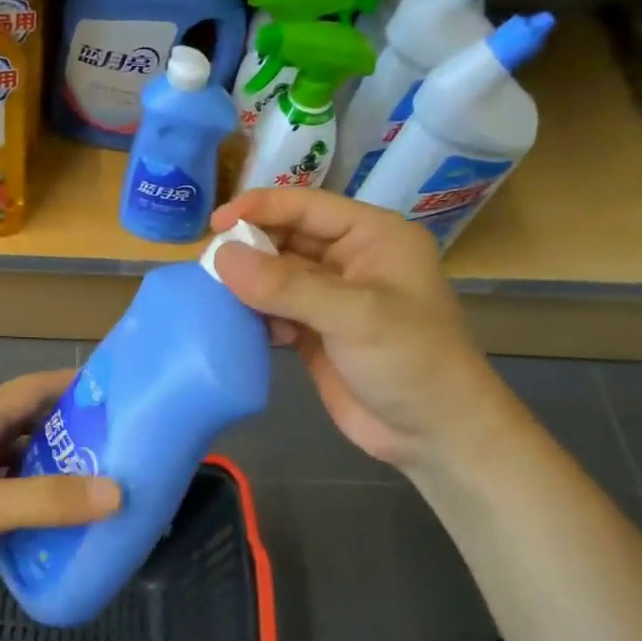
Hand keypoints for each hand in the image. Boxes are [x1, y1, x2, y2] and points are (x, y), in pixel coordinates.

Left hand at [0, 371, 121, 621]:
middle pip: (27, 422)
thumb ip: (46, 499)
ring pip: (15, 459)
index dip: (74, 386)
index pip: (32, 388)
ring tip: (101, 482)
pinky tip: (58, 518)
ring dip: (52, 466)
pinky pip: (2, 491)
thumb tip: (116, 492)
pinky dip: (30, 498)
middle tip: (122, 447)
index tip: (121, 395)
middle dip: (71, 430)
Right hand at [210, 190, 520, 471]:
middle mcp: (350, 260)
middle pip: (286, 239)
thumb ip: (286, 285)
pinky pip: (275, 310)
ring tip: (216, 296)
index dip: (259, 209)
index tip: (214, 226)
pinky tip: (241, 326)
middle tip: (207, 267)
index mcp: (372, 236)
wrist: (433, 433)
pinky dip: (255, 315)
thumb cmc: (409, 360)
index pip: (306, 207)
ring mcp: (332, 299)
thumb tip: (222, 257)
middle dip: (249, 249)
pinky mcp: (316, 333)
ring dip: (248, 284)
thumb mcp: (353, 315)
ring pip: (276, 276)